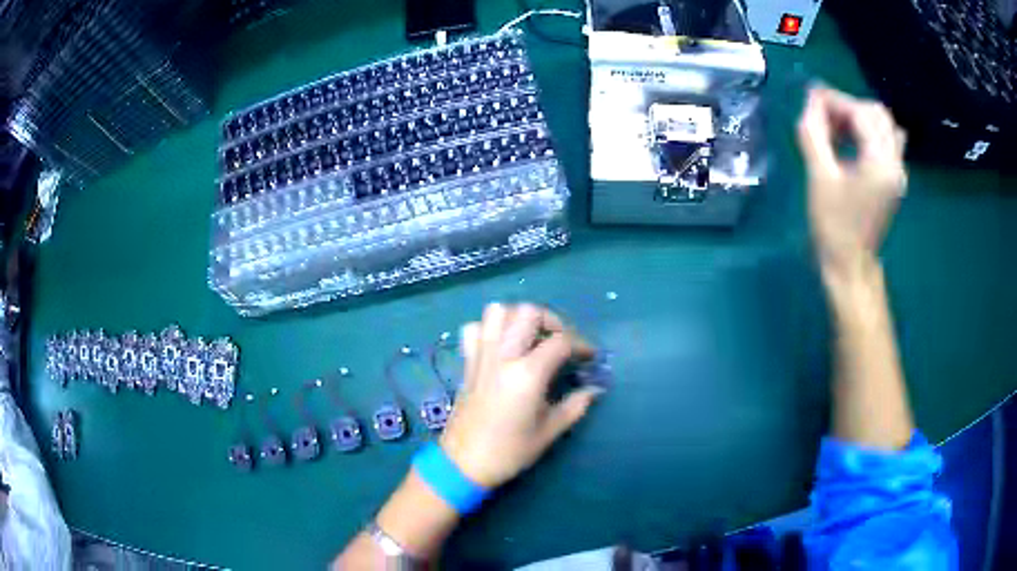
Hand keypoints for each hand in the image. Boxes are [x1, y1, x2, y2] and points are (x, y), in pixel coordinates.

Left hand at [439, 303, 601, 487]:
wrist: (464, 463)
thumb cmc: (509, 451)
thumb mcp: (549, 431)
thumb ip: (575, 406)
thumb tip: (594, 389)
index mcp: (527, 374)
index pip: (561, 341)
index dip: (582, 345)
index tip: (589, 357)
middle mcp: (503, 356)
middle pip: (529, 313)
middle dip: (552, 321)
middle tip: (561, 342)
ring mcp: (481, 356)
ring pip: (497, 311)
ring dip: (518, 317)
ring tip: (531, 337)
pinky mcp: (467, 362)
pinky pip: (474, 329)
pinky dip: (489, 328)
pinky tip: (501, 345)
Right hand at [797, 87, 906, 275]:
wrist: (850, 266)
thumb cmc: (833, 225)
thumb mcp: (819, 176)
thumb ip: (813, 132)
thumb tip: (811, 97)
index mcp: (881, 163)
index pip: (862, 113)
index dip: (835, 100)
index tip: (810, 99)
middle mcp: (896, 163)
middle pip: (877, 113)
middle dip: (848, 106)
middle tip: (823, 115)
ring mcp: (898, 171)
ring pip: (883, 125)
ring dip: (858, 117)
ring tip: (834, 127)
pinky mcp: (894, 178)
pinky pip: (887, 140)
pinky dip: (868, 131)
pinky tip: (851, 140)